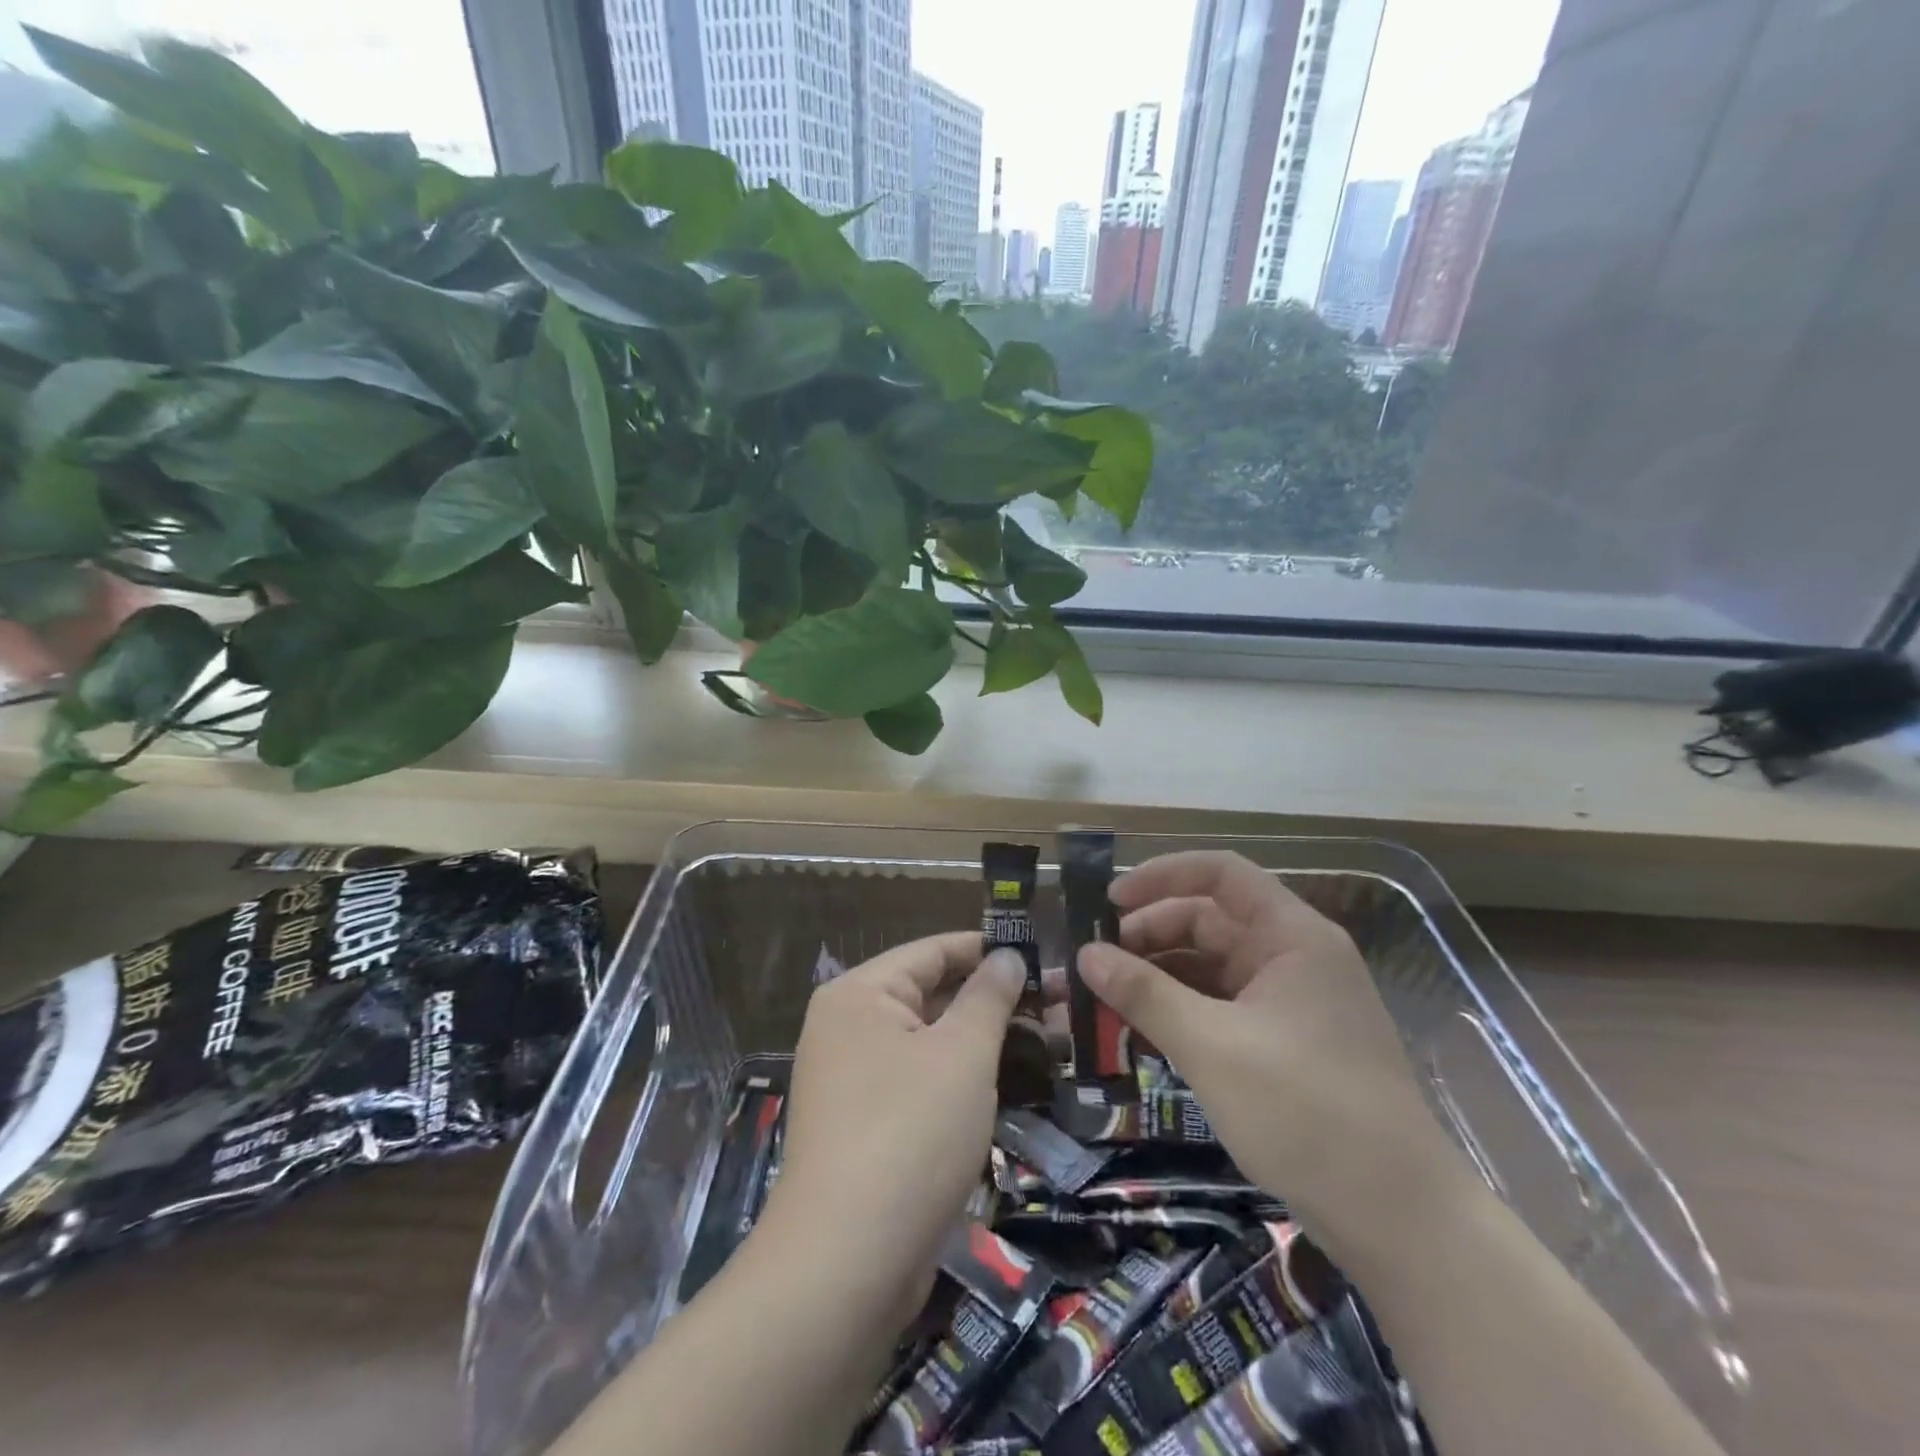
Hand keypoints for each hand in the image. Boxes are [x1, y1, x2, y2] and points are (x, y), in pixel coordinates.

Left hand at [758, 932, 1026, 1329]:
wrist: (847, 1264)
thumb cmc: (910, 1133)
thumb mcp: (962, 1054)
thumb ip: (988, 996)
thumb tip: (1007, 956)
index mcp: (859, 994)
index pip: (932, 952)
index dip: (987, 949)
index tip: (1041, 953)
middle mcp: (846, 1027)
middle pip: (928, 995)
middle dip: (990, 1000)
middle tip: (1055, 1003)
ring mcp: (851, 1079)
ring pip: (927, 1042)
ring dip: (980, 1041)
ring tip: (1045, 1041)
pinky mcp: (863, 1126)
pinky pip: (917, 1082)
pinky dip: (957, 1078)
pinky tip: (1004, 1085)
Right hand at [1078, 851, 1462, 1257]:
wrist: (1398, 1222)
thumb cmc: (1305, 1113)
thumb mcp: (1212, 1047)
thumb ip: (1144, 994)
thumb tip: (1084, 954)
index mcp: (1291, 936)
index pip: (1220, 874)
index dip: (1161, 876)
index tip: (1108, 902)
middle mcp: (1292, 957)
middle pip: (1208, 921)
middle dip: (1146, 937)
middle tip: (1091, 965)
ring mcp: (1289, 1002)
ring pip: (1208, 968)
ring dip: (1155, 979)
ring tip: (1100, 1001)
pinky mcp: (1282, 1043)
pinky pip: (1219, 1007)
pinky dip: (1178, 1012)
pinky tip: (1137, 1032)